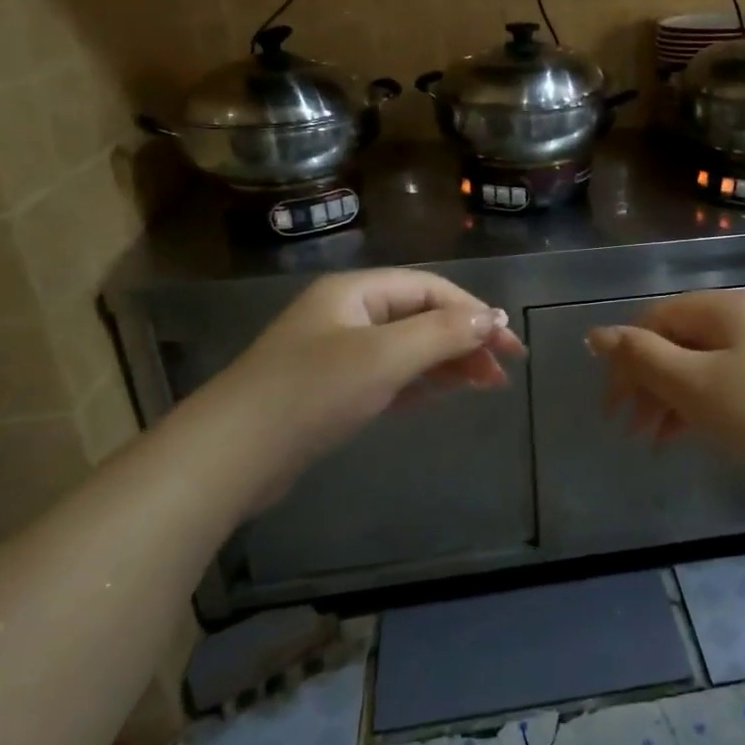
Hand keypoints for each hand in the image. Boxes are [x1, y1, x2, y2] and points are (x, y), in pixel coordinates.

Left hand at [234, 269, 524, 476]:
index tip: (510, 344)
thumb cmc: (312, 392)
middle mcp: (349, 314)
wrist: (233, 454)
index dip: (476, 312)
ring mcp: (339, 353)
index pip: (431, 290)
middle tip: (504, 370)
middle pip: (422, 316)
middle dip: (466, 339)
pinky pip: (391, 375)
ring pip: (409, 348)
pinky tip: (446, 393)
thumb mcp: (384, 356)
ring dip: (449, 361)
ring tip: (487, 384)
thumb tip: (492, 319)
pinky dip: (422, 381)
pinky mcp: (333, 389)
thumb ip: (442, 333)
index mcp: (356, 291)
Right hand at [586, 288, 744, 504]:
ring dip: (674, 398)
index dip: (627, 358)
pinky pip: (734, 383)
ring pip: (707, 365)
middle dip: (649, 382)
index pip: (659, 318)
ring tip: (656, 440)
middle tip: (629, 428)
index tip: (612, 406)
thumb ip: (642, 357)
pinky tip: (694, 435)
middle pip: (683, 341)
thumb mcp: (696, 387)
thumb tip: (596, 333)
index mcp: (730, 308)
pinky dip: (706, 406)